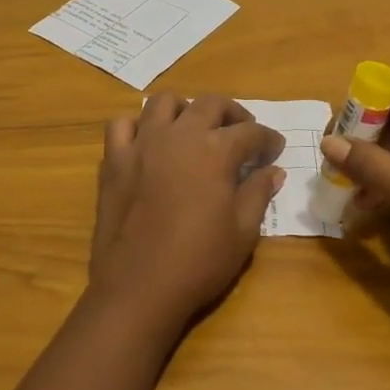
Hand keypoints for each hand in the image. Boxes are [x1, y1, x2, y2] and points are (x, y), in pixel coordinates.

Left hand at [88, 93, 284, 336]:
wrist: (138, 286)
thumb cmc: (198, 262)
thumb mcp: (242, 232)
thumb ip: (258, 193)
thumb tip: (273, 171)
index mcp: (215, 151)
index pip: (250, 132)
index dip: (268, 138)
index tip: (275, 149)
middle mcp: (179, 135)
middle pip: (210, 104)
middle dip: (233, 113)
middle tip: (242, 132)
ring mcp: (142, 143)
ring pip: (163, 102)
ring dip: (184, 109)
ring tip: (194, 129)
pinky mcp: (114, 159)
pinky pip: (121, 125)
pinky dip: (137, 127)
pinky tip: (148, 143)